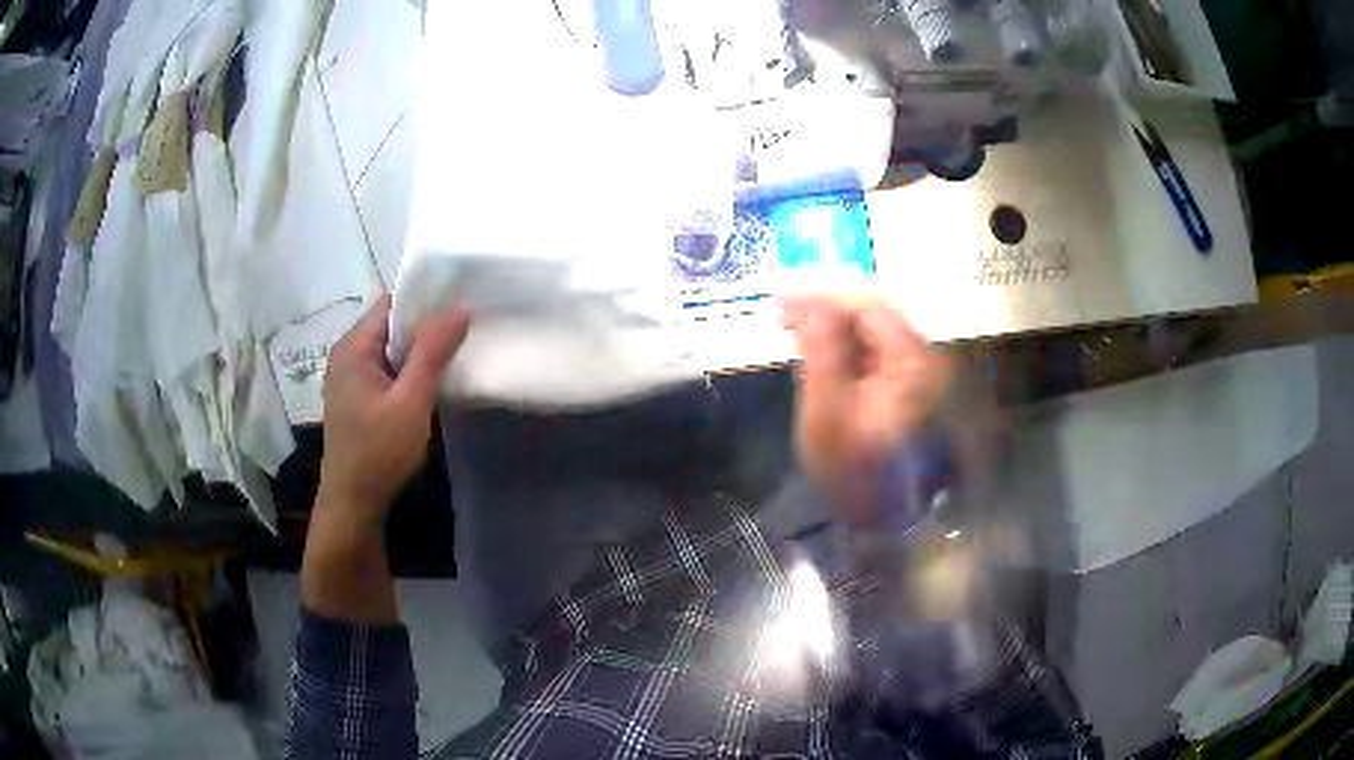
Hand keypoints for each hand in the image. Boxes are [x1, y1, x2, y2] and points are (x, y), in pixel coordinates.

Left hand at [317, 294, 470, 527]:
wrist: (354, 503)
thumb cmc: (379, 451)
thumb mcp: (411, 401)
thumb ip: (432, 352)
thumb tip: (459, 308)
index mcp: (353, 347)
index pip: (391, 304)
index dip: (424, 299)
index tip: (460, 301)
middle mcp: (347, 355)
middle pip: (390, 325)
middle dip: (425, 325)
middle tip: (466, 327)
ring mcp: (350, 379)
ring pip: (390, 350)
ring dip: (418, 351)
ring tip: (456, 350)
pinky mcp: (357, 399)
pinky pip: (386, 370)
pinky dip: (408, 370)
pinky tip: (431, 381)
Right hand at [783, 296, 951, 512]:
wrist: (889, 525)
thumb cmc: (856, 474)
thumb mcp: (828, 414)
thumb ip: (821, 352)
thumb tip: (809, 304)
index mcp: (912, 362)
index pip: (867, 305)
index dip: (821, 294)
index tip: (779, 296)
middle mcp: (925, 358)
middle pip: (873, 314)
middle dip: (826, 307)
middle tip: (781, 312)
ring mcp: (921, 374)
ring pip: (874, 331)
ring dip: (834, 326)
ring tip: (793, 328)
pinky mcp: (911, 388)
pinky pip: (876, 353)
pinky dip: (846, 347)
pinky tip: (821, 352)